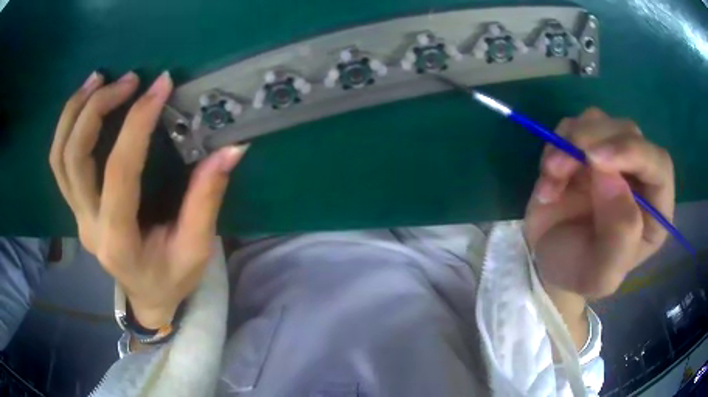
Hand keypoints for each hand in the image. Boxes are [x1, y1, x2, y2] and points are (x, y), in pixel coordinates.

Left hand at [49, 71, 247, 327]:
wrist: (146, 298)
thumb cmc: (172, 278)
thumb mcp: (196, 248)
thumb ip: (207, 199)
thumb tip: (231, 149)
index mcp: (119, 242)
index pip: (120, 173)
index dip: (137, 124)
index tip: (161, 86)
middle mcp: (89, 226)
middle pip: (74, 158)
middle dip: (96, 109)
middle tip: (128, 79)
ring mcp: (77, 216)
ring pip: (59, 157)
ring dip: (74, 112)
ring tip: (98, 78)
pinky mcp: (75, 207)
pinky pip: (60, 163)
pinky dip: (67, 126)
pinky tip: (85, 103)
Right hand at [524, 108, 673, 298]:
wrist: (548, 262)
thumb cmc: (579, 272)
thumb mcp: (600, 275)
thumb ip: (619, 238)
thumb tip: (613, 179)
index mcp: (655, 210)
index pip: (659, 164)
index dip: (634, 152)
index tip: (596, 158)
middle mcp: (639, 176)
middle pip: (628, 133)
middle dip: (593, 141)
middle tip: (559, 167)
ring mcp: (612, 158)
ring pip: (598, 121)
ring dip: (570, 143)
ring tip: (551, 176)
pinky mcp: (585, 149)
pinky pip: (572, 127)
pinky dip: (555, 146)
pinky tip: (548, 178)